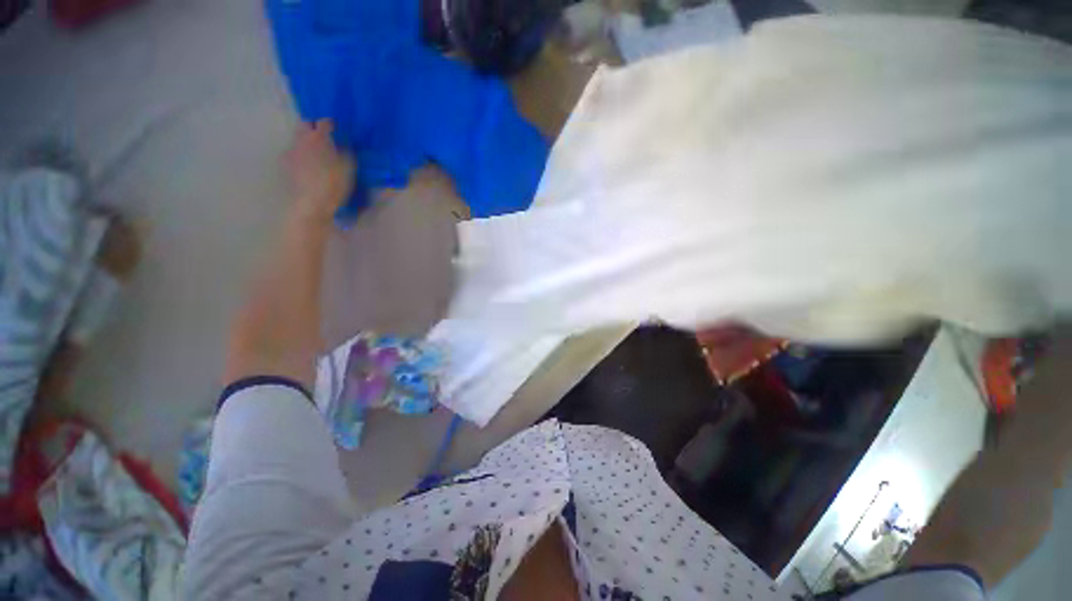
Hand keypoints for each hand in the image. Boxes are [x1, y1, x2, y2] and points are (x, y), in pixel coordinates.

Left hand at [285, 120, 354, 222]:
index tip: (337, 129)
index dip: (331, 124)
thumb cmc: (334, 184)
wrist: (312, 202)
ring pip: (298, 139)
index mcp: (318, 138)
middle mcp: (301, 139)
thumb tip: (344, 144)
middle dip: (313, 128)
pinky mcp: (285, 164)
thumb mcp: (348, 168)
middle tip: (324, 138)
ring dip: (307, 142)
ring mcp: (291, 151)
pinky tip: (308, 166)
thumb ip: (346, 152)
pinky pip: (294, 153)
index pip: (324, 122)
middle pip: (304, 125)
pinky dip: (301, 155)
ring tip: (316, 154)